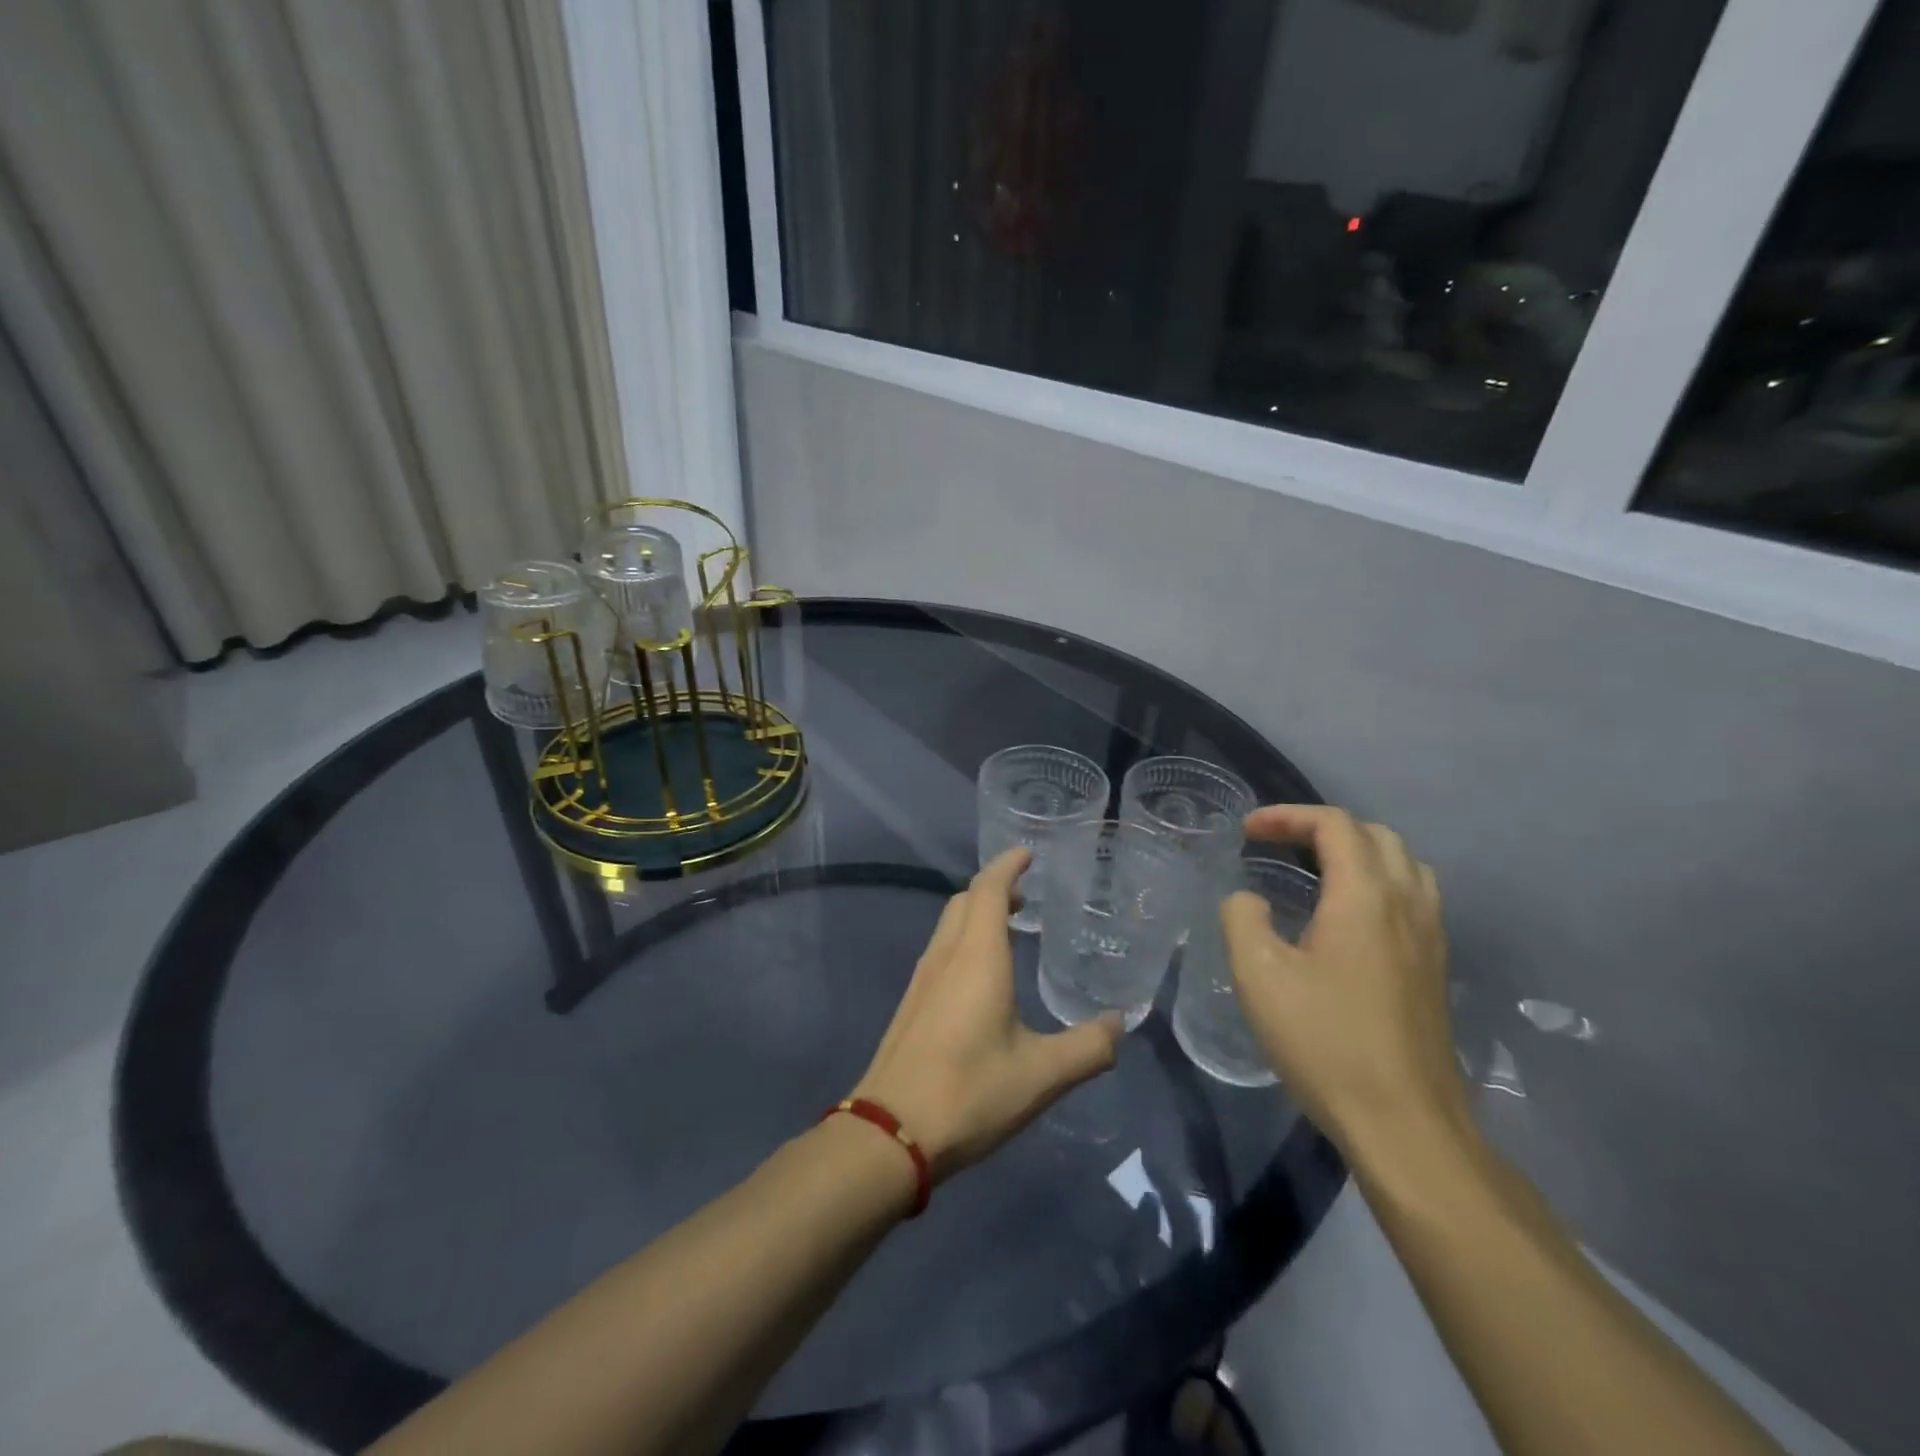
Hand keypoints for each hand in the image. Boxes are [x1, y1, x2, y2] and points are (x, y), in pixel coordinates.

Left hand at [854, 848, 1122, 1180]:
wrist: (891, 1133)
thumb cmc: (970, 1092)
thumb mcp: (1042, 1074)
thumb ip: (1089, 1047)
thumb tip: (1121, 1025)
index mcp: (976, 957)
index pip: (989, 889)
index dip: (1008, 866)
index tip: (1028, 854)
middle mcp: (946, 956)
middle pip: (966, 900)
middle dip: (994, 887)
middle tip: (1026, 895)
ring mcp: (923, 979)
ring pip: (949, 925)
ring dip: (977, 913)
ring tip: (1009, 928)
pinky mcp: (912, 1004)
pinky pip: (941, 950)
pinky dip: (964, 940)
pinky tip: (982, 975)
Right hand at [1220, 806, 1468, 1153]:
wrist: (1405, 1124)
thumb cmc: (1325, 1042)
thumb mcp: (1259, 976)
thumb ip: (1242, 919)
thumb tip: (1248, 899)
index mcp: (1365, 897)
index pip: (1335, 825)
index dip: (1287, 816)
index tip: (1247, 832)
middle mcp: (1407, 904)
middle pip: (1374, 835)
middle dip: (1321, 828)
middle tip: (1276, 844)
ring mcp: (1430, 937)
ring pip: (1403, 864)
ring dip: (1356, 851)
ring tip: (1314, 870)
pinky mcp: (1436, 967)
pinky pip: (1413, 896)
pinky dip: (1377, 881)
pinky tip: (1347, 917)